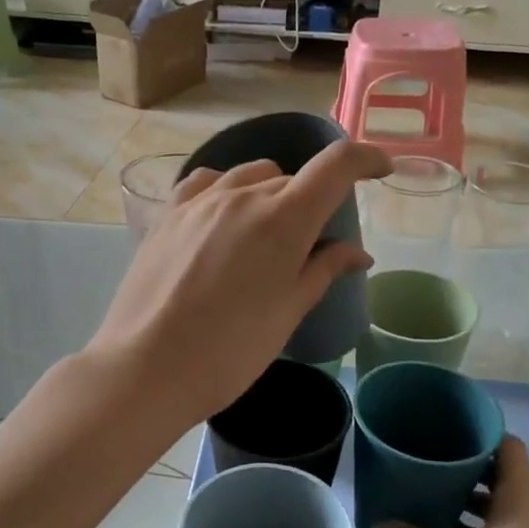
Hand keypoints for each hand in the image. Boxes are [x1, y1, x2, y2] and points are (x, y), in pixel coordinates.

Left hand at [87, 139, 389, 424]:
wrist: (148, 367)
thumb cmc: (230, 351)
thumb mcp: (287, 313)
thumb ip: (323, 271)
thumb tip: (357, 253)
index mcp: (283, 220)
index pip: (335, 167)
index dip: (365, 160)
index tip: (381, 169)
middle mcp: (242, 196)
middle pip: (291, 181)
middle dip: (311, 204)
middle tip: (310, 248)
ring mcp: (199, 202)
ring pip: (250, 176)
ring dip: (269, 195)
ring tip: (265, 235)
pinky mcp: (167, 215)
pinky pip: (206, 184)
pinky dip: (227, 191)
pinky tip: (223, 217)